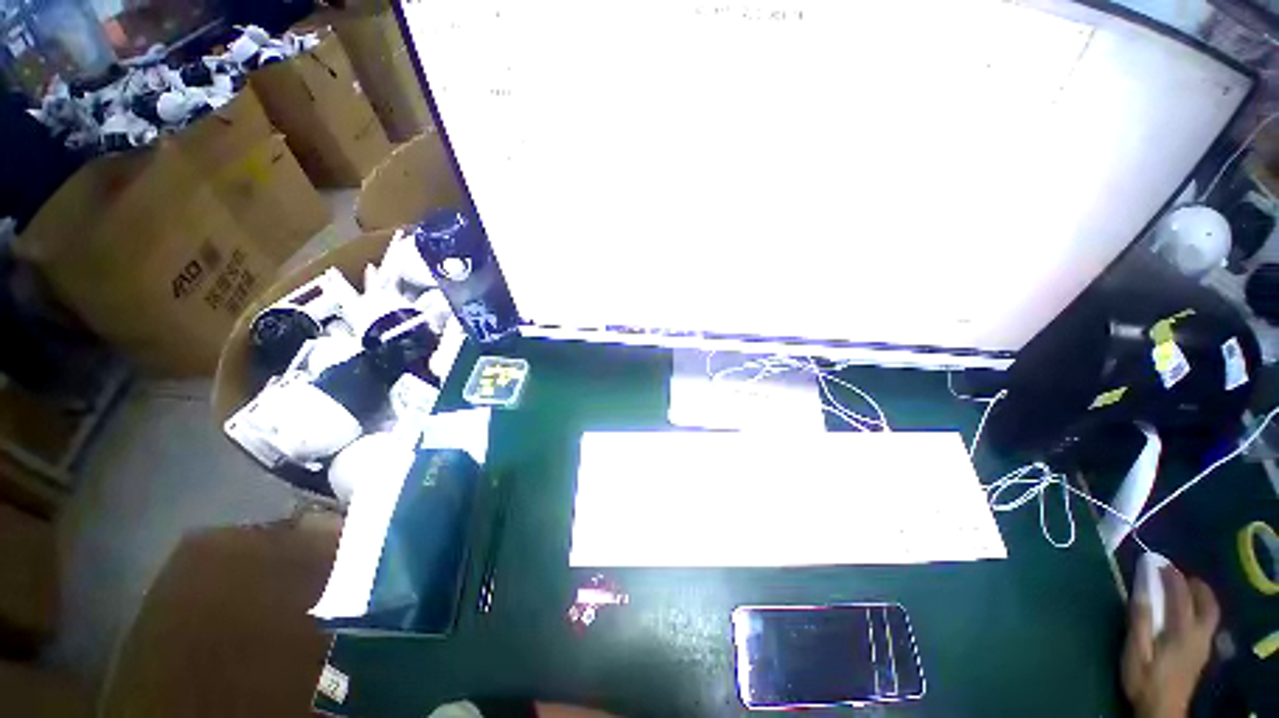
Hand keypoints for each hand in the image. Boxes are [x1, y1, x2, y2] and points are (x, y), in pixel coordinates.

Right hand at [1122, 565, 1219, 717]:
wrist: (1161, 709)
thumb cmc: (1144, 679)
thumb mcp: (1135, 652)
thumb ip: (1139, 620)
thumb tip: (1140, 589)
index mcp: (1182, 630)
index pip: (1180, 594)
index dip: (1171, 576)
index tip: (1157, 562)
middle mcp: (1199, 633)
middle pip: (1206, 602)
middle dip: (1194, 584)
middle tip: (1177, 574)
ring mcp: (1204, 644)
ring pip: (1211, 612)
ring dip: (1200, 596)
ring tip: (1183, 589)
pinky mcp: (1202, 651)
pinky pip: (1208, 622)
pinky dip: (1200, 609)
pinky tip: (1188, 613)